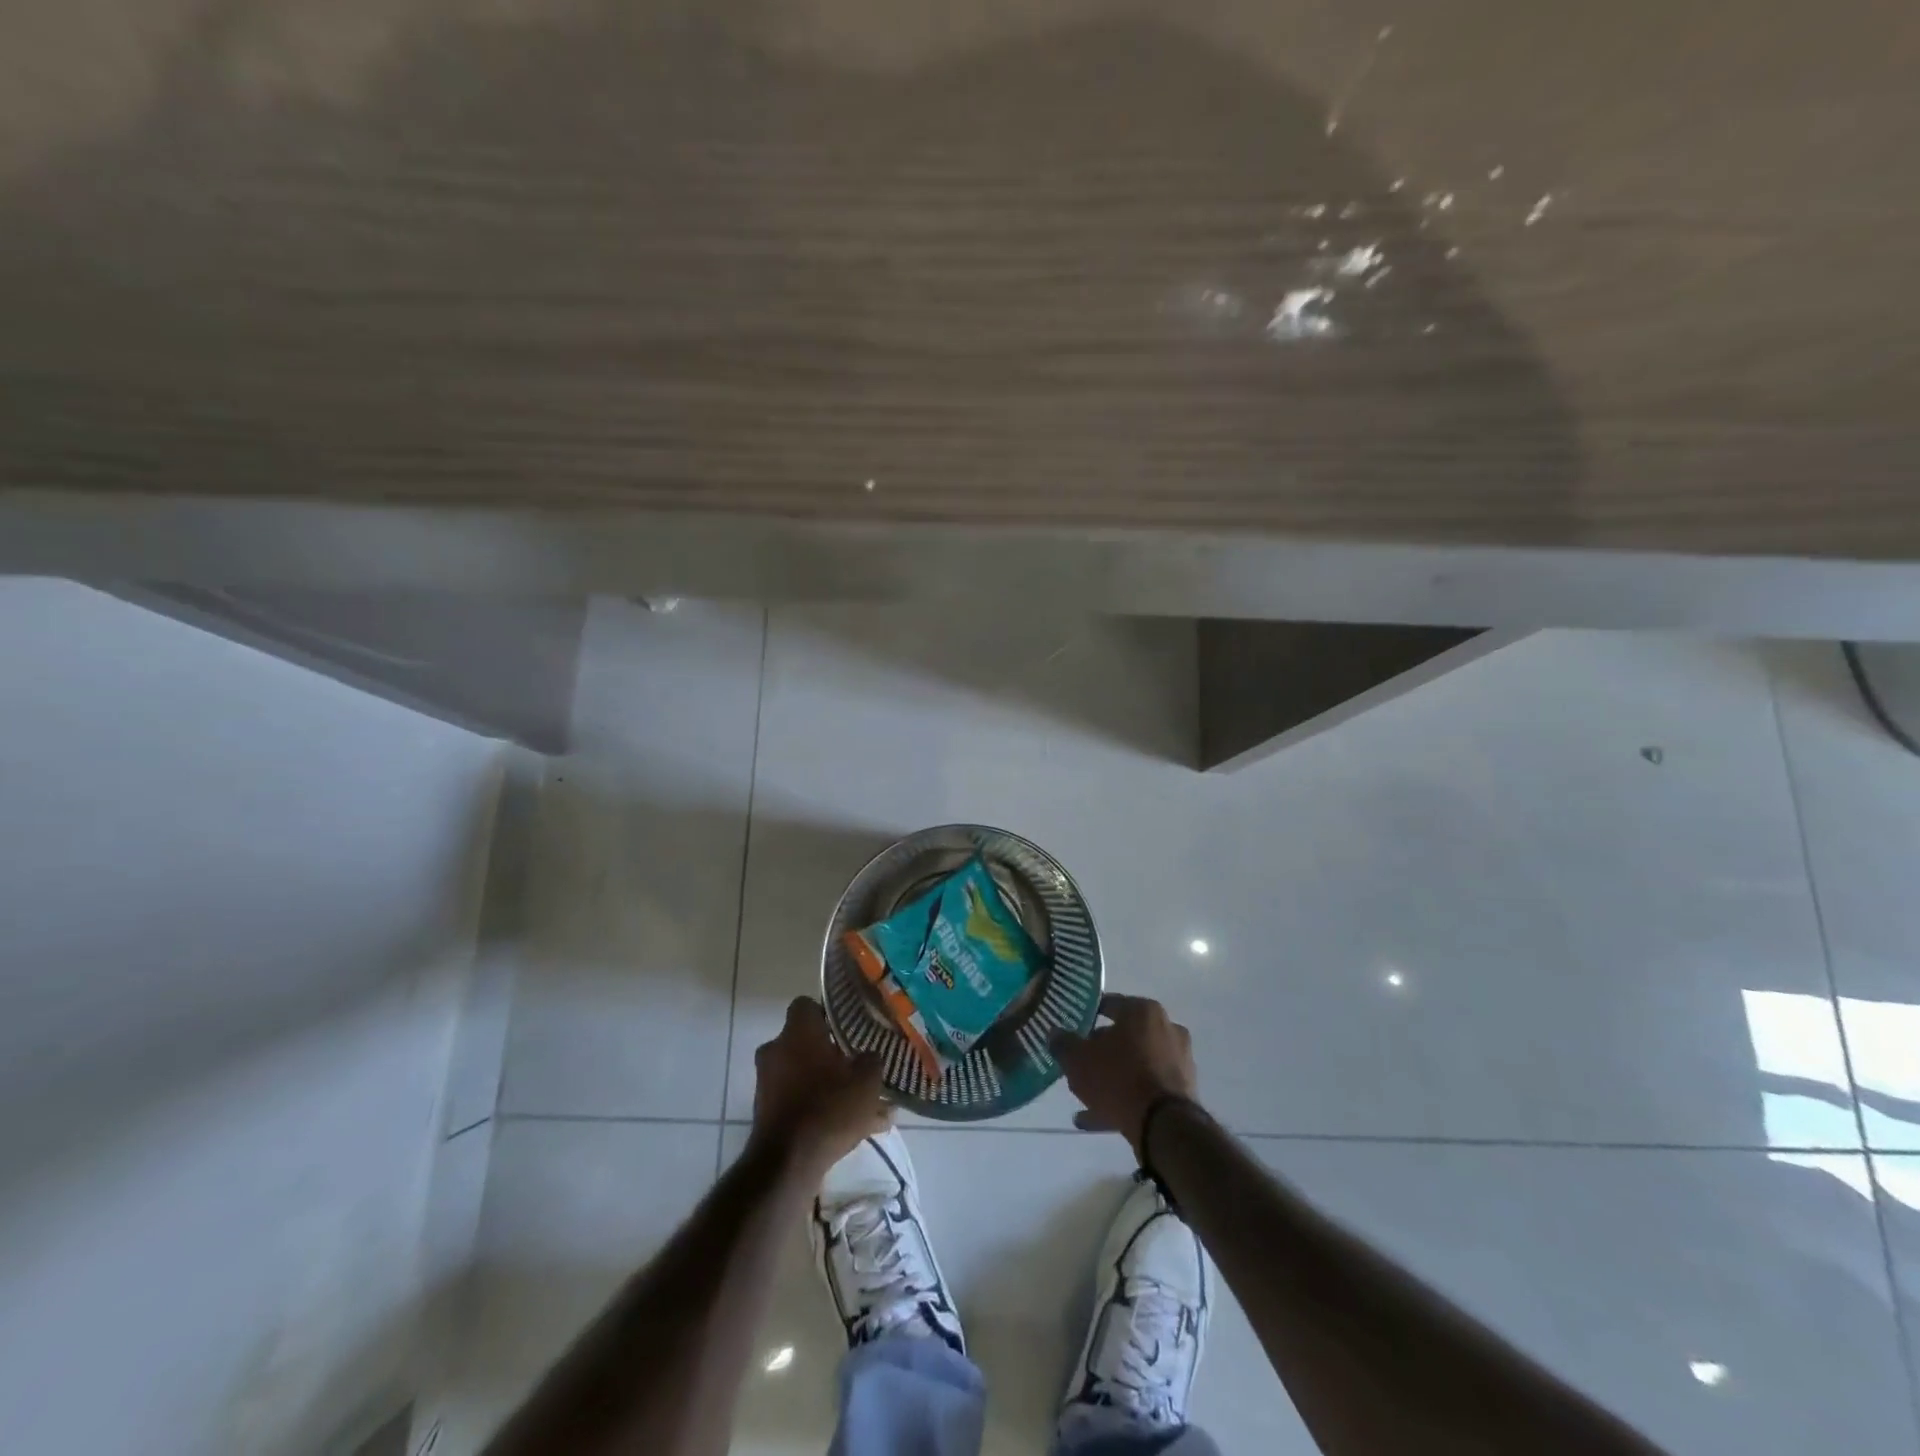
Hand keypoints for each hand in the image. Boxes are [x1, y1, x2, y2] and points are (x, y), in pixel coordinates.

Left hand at [751, 997, 890, 1178]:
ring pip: (805, 1075)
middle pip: (805, 1042)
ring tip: (863, 1106)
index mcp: (797, 1032)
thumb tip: (870, 1056)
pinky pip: (799, 1101)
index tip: (847, 1027)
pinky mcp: (766, 1113)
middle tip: (856, 1066)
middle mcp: (776, 1050)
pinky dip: (819, 1109)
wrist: (787, 1164)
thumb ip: (872, 1061)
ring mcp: (767, 1083)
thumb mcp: (866, 1081)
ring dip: (828, 1085)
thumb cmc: (828, 1108)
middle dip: (830, 1054)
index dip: (827, 1013)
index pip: (806, 1005)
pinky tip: (852, 1129)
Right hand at [1054, 993, 1198, 1158]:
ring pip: (1136, 1064)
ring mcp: (1178, 1060)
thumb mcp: (1078, 1059)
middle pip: (1125, 1035)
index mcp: (1143, 1010)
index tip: (1072, 1030)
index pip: (1109, 1004)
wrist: (1163, 1126)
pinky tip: (1098, 1118)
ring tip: (1085, 1099)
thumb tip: (1054, 1034)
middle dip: (1101, 1051)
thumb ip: (1063, 1044)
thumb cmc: (1118, 1078)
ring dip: (1113, 1078)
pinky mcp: (1183, 1090)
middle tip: (1080, 1065)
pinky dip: (1126, 1098)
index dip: (1087, 1016)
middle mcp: (1166, 1028)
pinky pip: (1147, 1088)